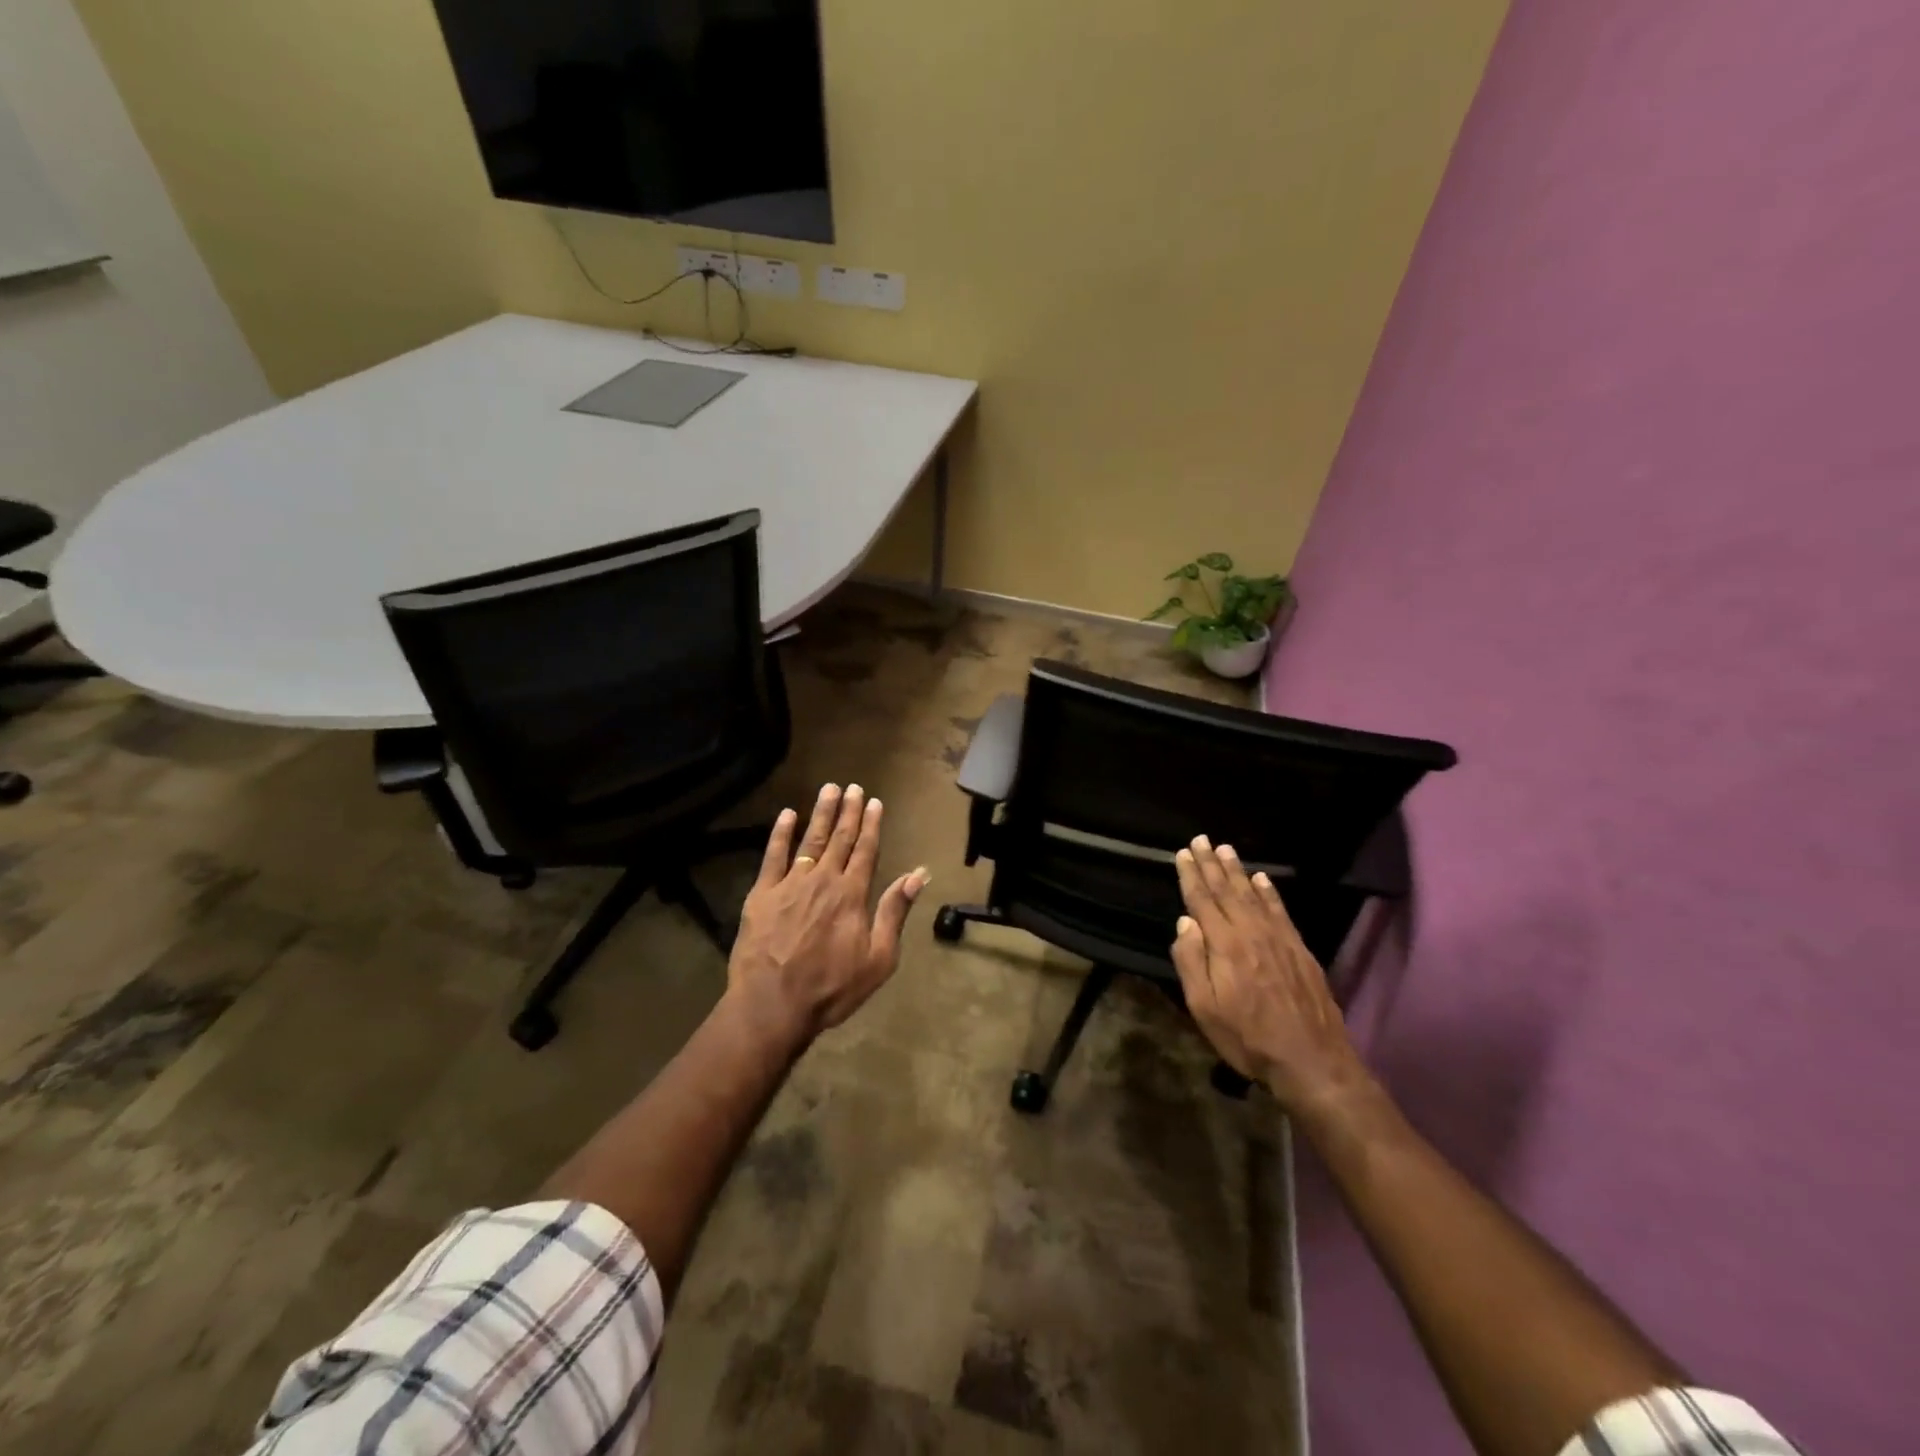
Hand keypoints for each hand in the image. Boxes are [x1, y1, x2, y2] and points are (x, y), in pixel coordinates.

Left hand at [726, 783, 928, 1045]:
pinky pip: (773, 856)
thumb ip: (895, 912)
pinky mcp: (762, 894)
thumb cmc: (831, 988)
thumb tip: (918, 874)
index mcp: (852, 894)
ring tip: (828, 789)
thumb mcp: (879, 958)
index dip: (872, 825)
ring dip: (821, 814)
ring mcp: (791, 884)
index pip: (866, 850)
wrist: (773, 1005)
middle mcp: (824, 880)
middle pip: (840, 839)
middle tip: (853, 787)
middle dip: (848, 812)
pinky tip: (787, 814)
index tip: (875, 802)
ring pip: (810, 840)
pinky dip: (780, 833)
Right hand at [1171, 836, 1371, 1116]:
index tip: (1182, 853)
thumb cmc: (1248, 1038)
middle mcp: (1251, 932)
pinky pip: (1280, 910)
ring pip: (1253, 894)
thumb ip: (1192, 962)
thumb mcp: (1205, 1008)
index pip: (1202, 901)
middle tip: (1201, 839)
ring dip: (1237, 870)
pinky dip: (1269, 891)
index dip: (1191, 876)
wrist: (1310, 1060)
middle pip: (1227, 890)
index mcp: (1224, 945)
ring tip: (1226, 849)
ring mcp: (1279, 938)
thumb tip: (1185, 922)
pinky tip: (1262, 879)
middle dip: (1211, 864)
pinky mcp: (1299, 949)